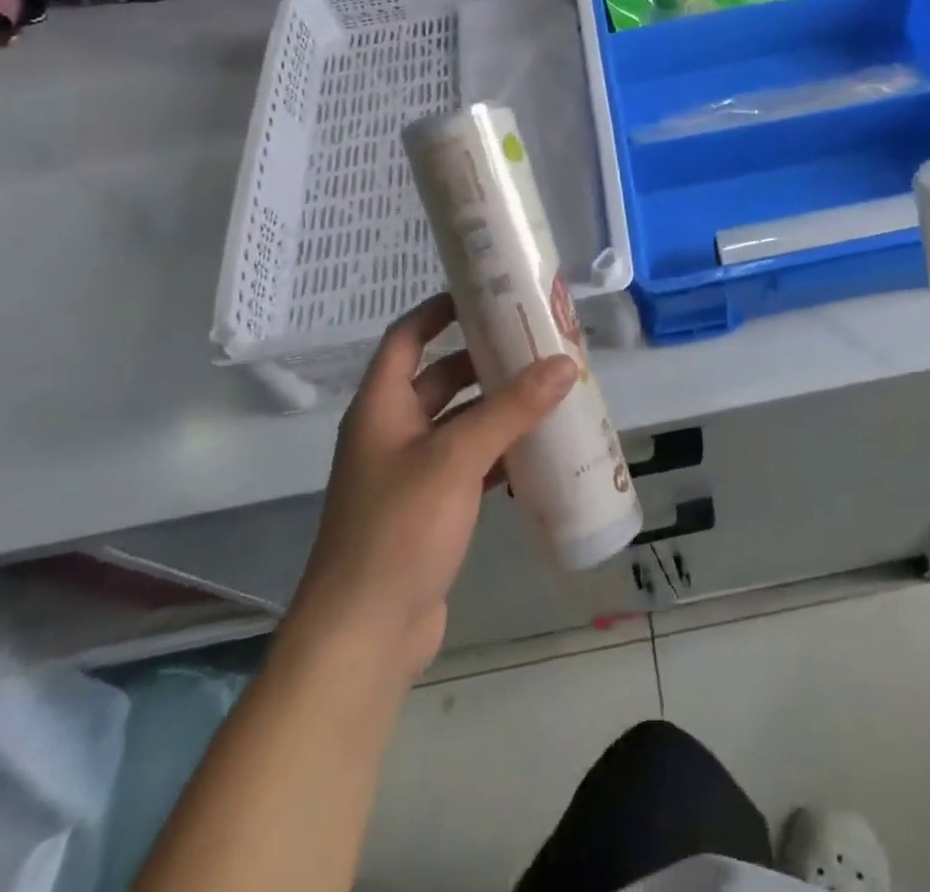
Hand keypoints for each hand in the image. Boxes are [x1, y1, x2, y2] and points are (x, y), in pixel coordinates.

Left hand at [280, 294, 577, 683]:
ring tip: (548, 389)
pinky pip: (470, 464)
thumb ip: (511, 409)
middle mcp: (393, 432)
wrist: (364, 636)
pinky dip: (500, 452)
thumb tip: (565, 363)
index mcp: (382, 407)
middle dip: (484, 360)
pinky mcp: (431, 509)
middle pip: (440, 378)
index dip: (438, 310)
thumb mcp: (457, 458)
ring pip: (460, 423)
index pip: (406, 338)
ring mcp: (411, 473)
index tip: (483, 293)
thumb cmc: (398, 530)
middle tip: (535, 344)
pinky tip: (538, 450)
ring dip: (498, 407)